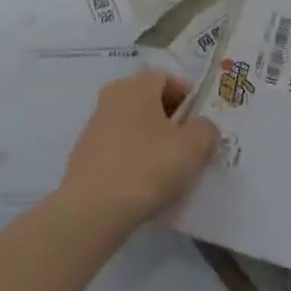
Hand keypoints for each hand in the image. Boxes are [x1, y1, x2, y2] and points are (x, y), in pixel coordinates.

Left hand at [58, 70, 219, 233]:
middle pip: (150, 102)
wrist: (91, 211)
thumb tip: (201, 128)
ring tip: (169, 172)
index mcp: (137, 85)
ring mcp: (95, 127)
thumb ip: (206, 129)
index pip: (169, 79)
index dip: (189, 99)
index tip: (201, 126)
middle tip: (189, 148)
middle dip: (171, 121)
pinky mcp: (84, 157)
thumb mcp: (193, 147)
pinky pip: (119, 150)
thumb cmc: (147, 167)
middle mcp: (112, 97)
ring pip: (134, 127)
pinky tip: (144, 186)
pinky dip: (134, 161)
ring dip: (152, 143)